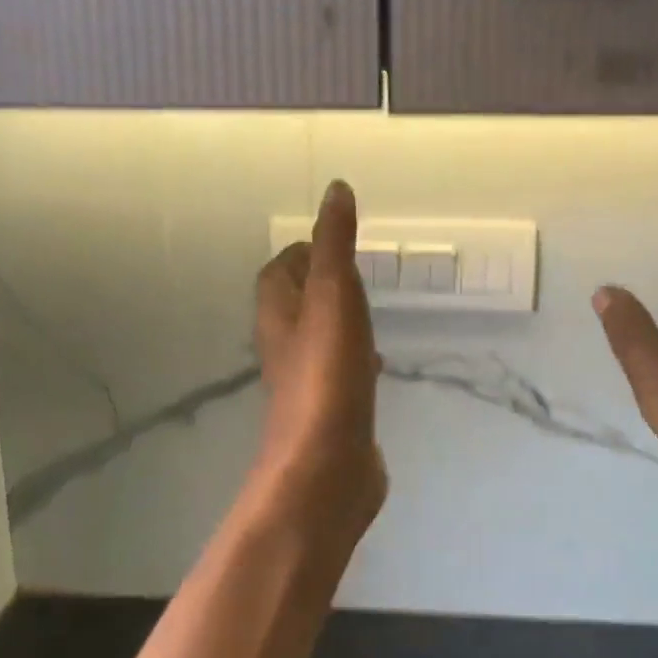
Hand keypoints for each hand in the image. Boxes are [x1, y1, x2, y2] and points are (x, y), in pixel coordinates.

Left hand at [249, 180, 386, 549]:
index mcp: (279, 313)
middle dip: (323, 283)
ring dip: (340, 320)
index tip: (333, 242)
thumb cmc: (327, 374)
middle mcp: (286, 344)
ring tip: (370, 311)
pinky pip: (341, 372)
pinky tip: (378, 363)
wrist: (326, 469)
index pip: (279, 270)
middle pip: (296, 302)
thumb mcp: (334, 294)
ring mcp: (308, 381)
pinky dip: (356, 358)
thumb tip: (336, 188)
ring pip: (320, 337)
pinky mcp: (331, 411)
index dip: (301, 252)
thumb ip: (335, 243)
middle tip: (358, 273)